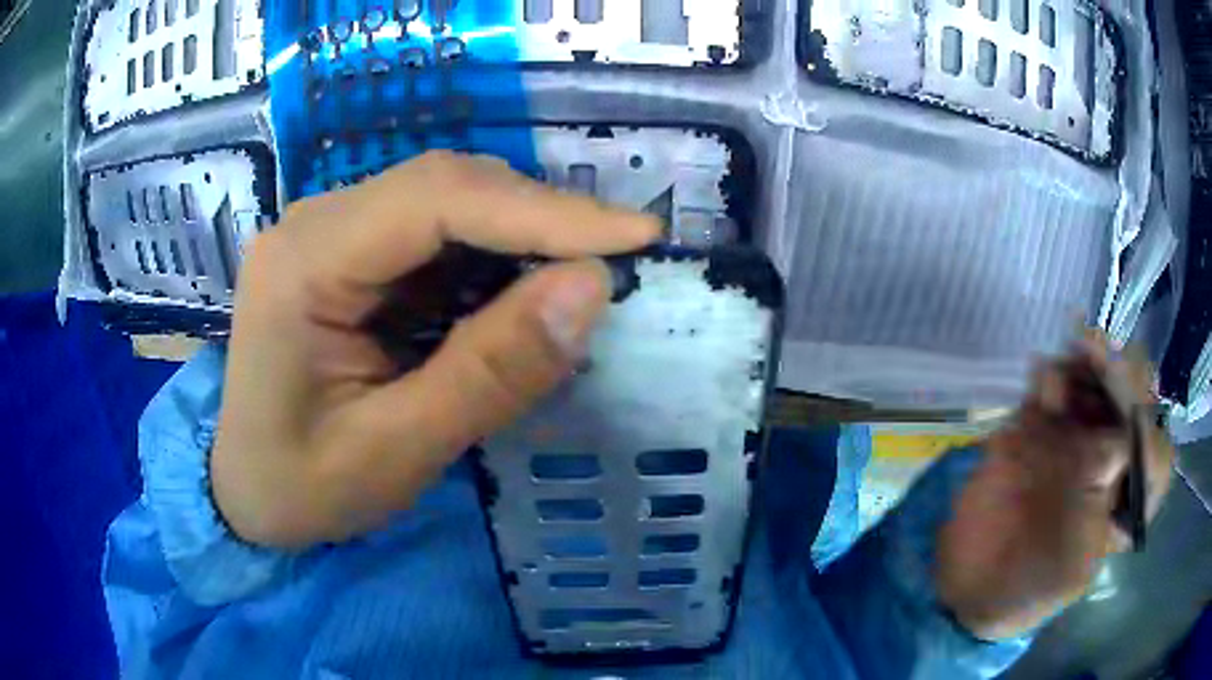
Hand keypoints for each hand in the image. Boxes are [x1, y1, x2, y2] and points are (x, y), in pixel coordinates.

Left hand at [211, 152, 659, 548]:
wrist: (245, 491)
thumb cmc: (301, 486)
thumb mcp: (394, 452)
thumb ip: (488, 374)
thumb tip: (591, 290)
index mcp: (304, 261)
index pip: (438, 199)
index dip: (546, 210)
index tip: (637, 235)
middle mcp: (316, 222)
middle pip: (446, 187)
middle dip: (540, 221)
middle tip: (617, 265)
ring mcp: (332, 232)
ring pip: (448, 204)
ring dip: (520, 240)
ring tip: (575, 287)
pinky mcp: (351, 254)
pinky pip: (435, 236)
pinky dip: (490, 262)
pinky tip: (515, 301)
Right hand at [937, 332, 1173, 638]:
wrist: (968, 586)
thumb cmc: (1029, 590)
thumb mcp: (1074, 567)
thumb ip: (1102, 507)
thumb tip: (1117, 444)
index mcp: (1127, 498)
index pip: (1154, 450)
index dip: (1147, 422)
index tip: (1128, 409)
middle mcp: (1110, 461)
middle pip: (1131, 402)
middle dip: (1121, 371)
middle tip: (1095, 349)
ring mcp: (1074, 439)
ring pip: (1096, 383)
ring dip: (1089, 361)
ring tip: (1072, 353)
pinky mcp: (1038, 427)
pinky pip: (1053, 387)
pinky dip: (1051, 374)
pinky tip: (1041, 377)